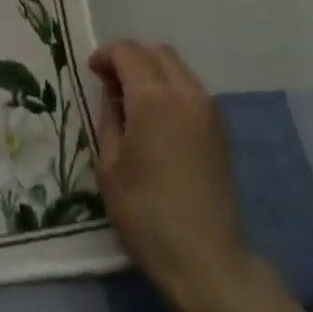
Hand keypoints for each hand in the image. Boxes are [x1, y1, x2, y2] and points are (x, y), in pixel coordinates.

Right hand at [89, 41, 258, 311]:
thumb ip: (108, 117)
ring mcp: (208, 110)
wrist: (206, 259)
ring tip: (132, 101)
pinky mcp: (220, 129)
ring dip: (152, 71)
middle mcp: (185, 93)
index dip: (105, 56)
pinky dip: (170, 88)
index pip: (128, 52)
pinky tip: (157, 119)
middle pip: (156, 52)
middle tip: (110, 83)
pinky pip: (191, 89)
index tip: (92, 73)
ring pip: (177, 67)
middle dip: (130, 58)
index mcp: (153, 98)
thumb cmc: (146, 213)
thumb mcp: (109, 164)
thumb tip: (112, 94)